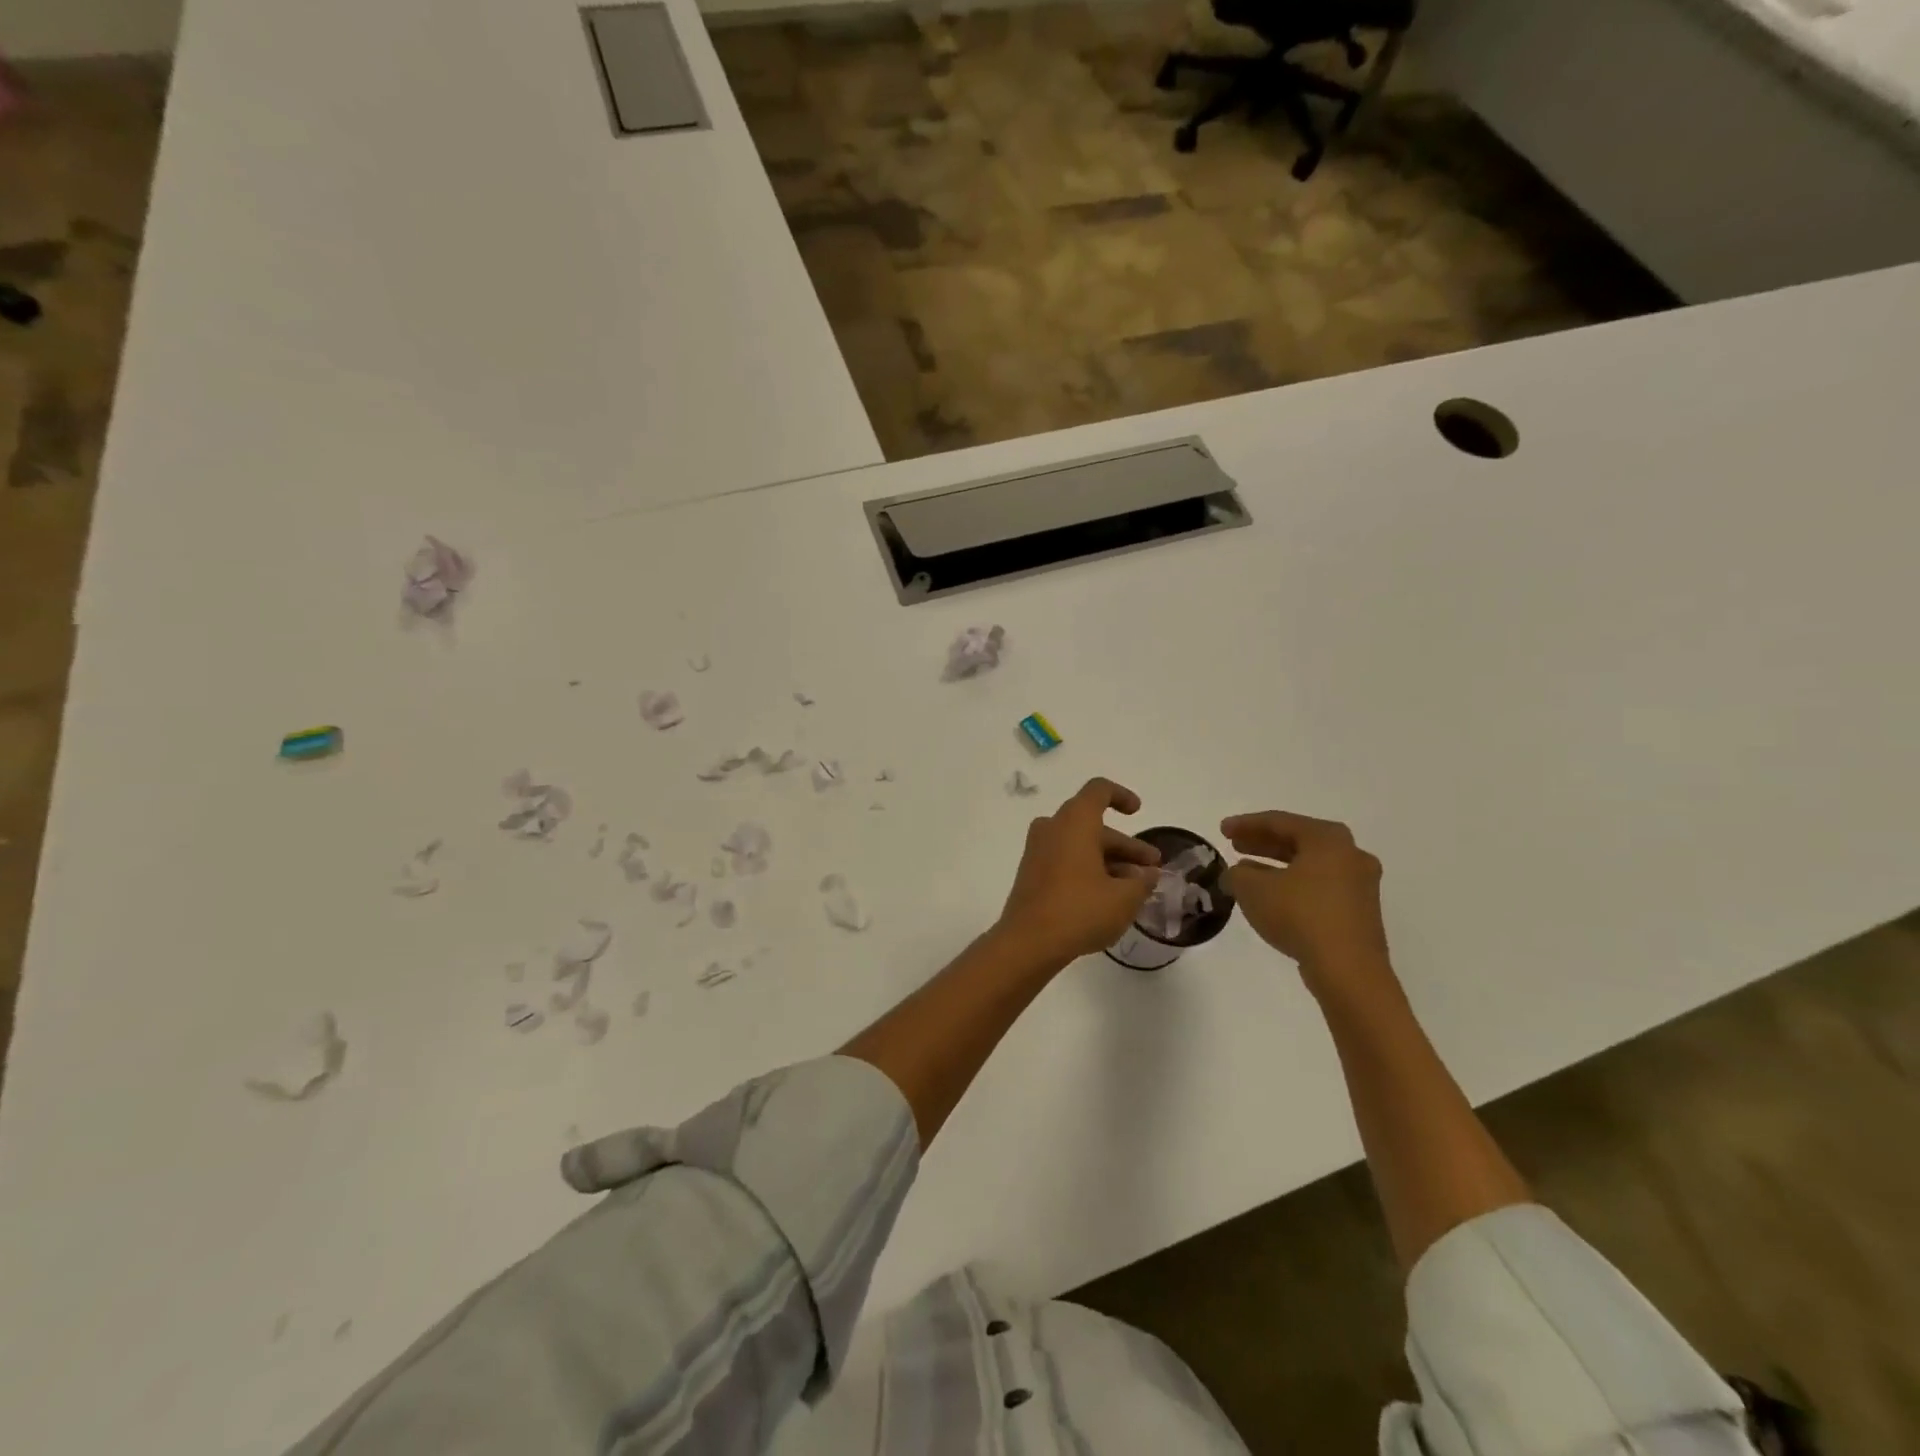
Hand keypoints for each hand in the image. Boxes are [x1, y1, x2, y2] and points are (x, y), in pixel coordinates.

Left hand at [996, 778, 1161, 968]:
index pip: (1099, 790)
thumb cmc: (1080, 910)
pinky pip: (1065, 859)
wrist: (1028, 942)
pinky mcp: (1031, 872)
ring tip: (1135, 888)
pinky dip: (1088, 869)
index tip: (1137, 812)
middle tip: (1152, 868)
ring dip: (1109, 860)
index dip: (1121, 796)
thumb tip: (1149, 874)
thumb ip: (1143, 881)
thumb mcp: (1124, 898)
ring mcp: (1038, 850)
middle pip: (1093, 825)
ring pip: (1080, 845)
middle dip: (1126, 845)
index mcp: (1075, 821)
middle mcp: (1053, 828)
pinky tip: (1108, 897)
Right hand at [1221, 811, 1392, 997]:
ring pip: (1309, 865)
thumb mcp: (1253, 889)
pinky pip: (1320, 887)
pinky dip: (1293, 885)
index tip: (1222, 829)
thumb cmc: (1300, 915)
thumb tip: (1237, 874)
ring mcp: (1360, 885)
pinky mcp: (1359, 912)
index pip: (1280, 822)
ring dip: (1276, 865)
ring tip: (1246, 871)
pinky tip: (1272, 897)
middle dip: (1263, 842)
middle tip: (1234, 844)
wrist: (1348, 970)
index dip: (1246, 824)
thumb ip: (1237, 874)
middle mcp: (1350, 855)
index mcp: (1328, 839)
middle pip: (1298, 841)